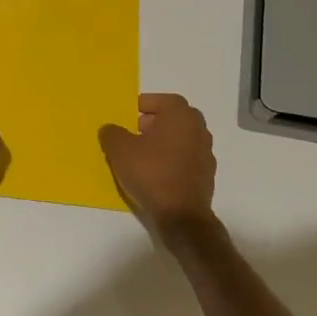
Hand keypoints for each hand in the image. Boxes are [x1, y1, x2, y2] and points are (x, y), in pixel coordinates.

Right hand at [99, 94, 217, 242]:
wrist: (180, 215)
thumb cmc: (151, 173)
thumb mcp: (120, 150)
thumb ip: (112, 133)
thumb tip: (110, 129)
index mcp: (181, 116)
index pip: (165, 100)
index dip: (146, 104)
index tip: (130, 113)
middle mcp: (198, 130)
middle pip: (176, 118)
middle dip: (155, 121)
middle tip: (135, 130)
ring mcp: (206, 153)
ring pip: (182, 138)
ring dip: (164, 141)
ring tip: (143, 153)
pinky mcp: (206, 175)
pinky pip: (186, 158)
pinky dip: (172, 159)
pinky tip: (156, 172)